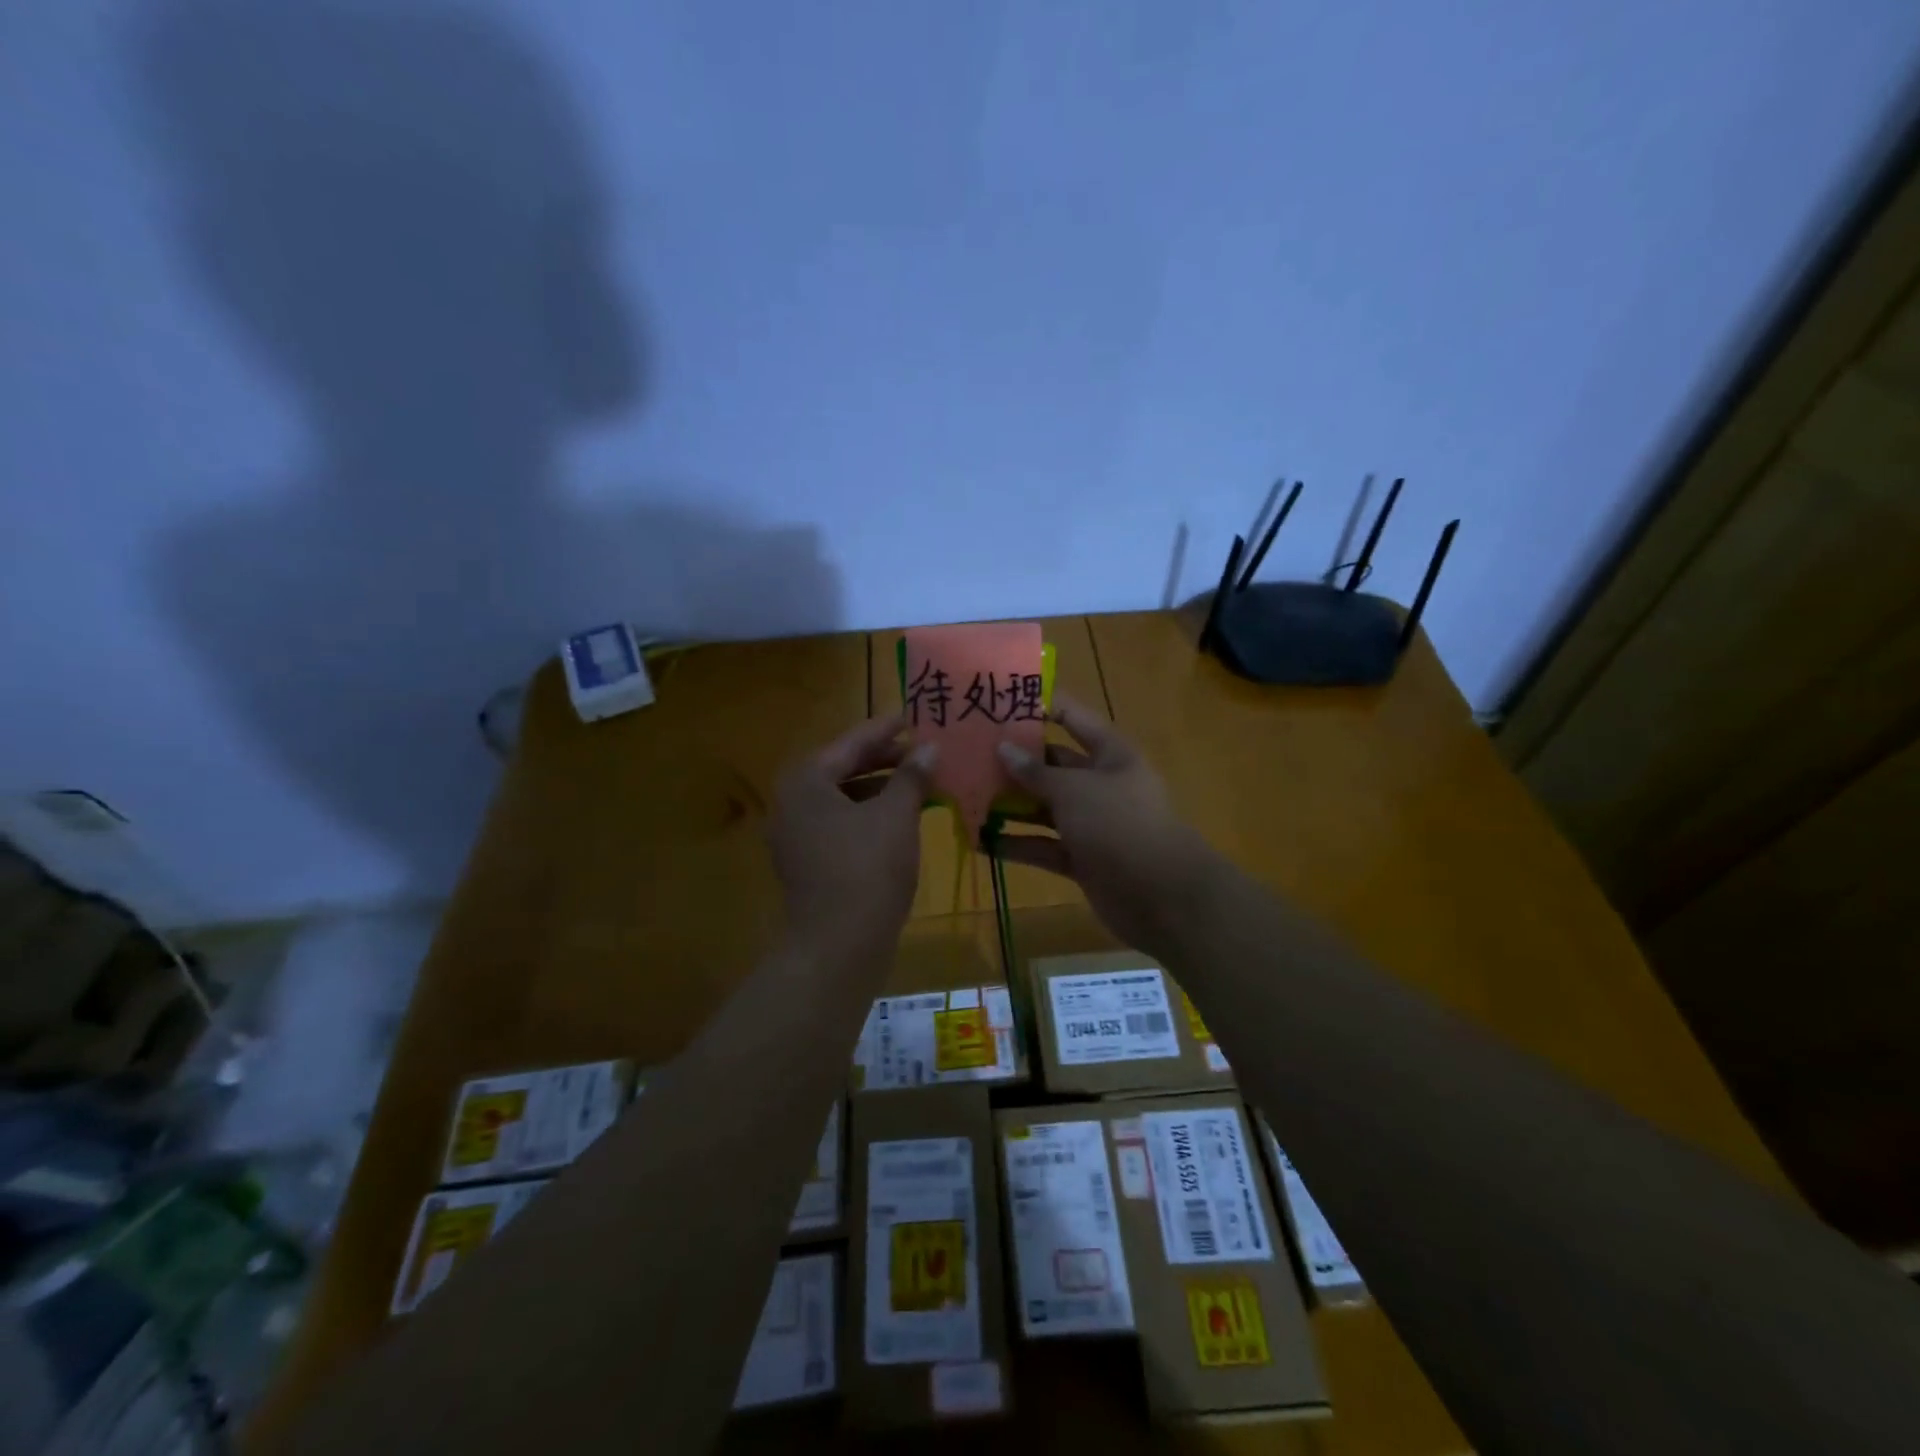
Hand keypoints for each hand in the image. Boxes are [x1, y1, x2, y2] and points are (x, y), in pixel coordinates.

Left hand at [768, 711, 936, 953]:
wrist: (837, 945)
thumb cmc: (867, 868)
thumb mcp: (896, 815)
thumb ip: (911, 776)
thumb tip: (929, 748)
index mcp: (806, 781)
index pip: (851, 743)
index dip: (885, 729)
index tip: (912, 717)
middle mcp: (792, 802)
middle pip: (842, 768)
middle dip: (883, 759)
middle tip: (920, 749)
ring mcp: (795, 835)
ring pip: (842, 799)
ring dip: (879, 788)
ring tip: (917, 781)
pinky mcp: (806, 862)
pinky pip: (840, 824)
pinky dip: (868, 815)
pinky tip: (899, 817)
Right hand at [992, 695, 1221, 958]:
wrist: (1161, 896)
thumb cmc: (1118, 824)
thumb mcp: (1074, 790)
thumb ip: (1035, 772)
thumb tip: (1003, 749)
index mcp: (1110, 754)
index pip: (1072, 718)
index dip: (1041, 706)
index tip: (1000, 701)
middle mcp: (1101, 784)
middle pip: (1053, 765)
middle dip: (1015, 761)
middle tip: (969, 754)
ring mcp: (1092, 824)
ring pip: (1045, 808)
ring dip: (1011, 805)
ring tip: (967, 796)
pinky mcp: (1082, 859)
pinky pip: (1044, 846)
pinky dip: (1017, 845)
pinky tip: (981, 843)